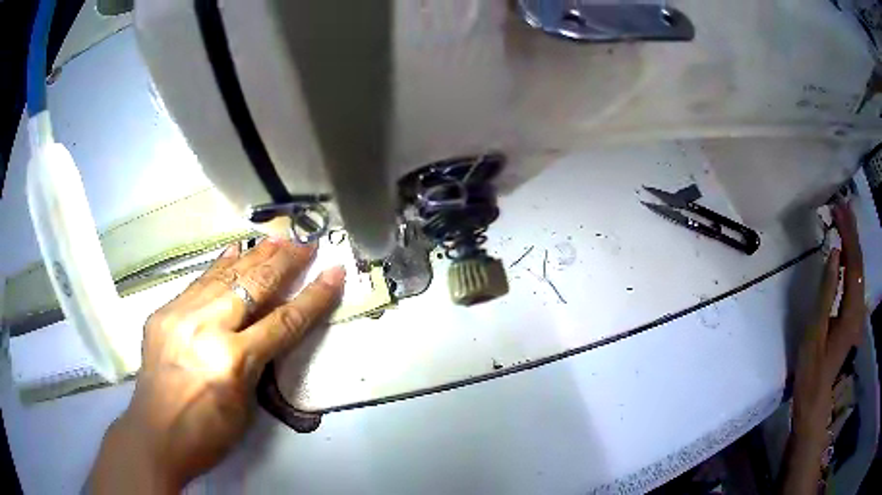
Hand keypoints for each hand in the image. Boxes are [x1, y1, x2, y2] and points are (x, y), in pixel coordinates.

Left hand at [90, 238, 344, 493]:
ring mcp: (179, 315)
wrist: (155, 435)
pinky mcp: (162, 313)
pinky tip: (234, 251)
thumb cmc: (208, 434)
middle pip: (254, 286)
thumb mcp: (246, 406)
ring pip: (224, 275)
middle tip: (306, 243)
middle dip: (285, 262)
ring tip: (277, 239)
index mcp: (233, 361)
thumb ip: (257, 363)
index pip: (283, 322)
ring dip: (255, 256)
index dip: (313, 297)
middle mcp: (206, 328)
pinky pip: (198, 283)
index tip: (334, 273)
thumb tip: (267, 329)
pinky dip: (220, 266)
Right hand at [781, 203, 864, 493]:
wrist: (815, 396)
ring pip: (858, 268)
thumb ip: (827, 291)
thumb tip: (834, 253)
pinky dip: (851, 257)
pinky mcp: (852, 314)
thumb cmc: (812, 367)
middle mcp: (859, 307)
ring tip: (843, 218)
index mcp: (852, 310)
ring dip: (852, 241)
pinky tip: (846, 248)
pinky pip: (855, 279)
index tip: (838, 209)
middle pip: (859, 262)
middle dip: (851, 231)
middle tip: (841, 205)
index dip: (848, 234)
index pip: (854, 263)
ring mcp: (857, 311)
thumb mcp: (816, 331)